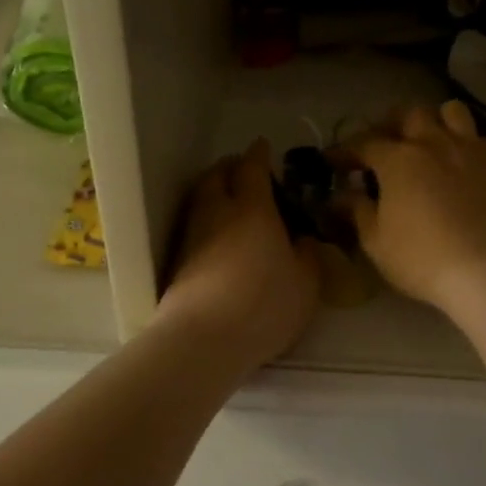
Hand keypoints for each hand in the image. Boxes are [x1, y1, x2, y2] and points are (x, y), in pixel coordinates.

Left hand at [158, 139, 320, 364]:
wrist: (204, 338)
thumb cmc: (265, 304)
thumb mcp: (306, 283)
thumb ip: (308, 255)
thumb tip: (304, 240)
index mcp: (253, 209)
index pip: (252, 168)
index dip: (258, 155)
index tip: (263, 147)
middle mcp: (217, 213)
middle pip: (216, 176)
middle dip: (230, 168)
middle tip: (244, 172)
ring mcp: (192, 237)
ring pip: (201, 201)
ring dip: (214, 193)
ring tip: (232, 204)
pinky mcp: (178, 262)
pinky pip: (195, 227)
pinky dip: (207, 222)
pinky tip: (220, 239)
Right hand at [340, 101, 485, 313]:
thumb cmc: (421, 258)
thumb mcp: (376, 241)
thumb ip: (358, 211)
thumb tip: (342, 196)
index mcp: (397, 159)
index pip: (363, 143)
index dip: (345, 150)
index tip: (332, 160)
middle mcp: (432, 143)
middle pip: (408, 114)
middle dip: (390, 125)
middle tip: (381, 146)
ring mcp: (467, 149)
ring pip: (450, 112)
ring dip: (433, 121)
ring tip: (425, 142)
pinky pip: (476, 137)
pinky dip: (462, 142)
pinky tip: (456, 163)